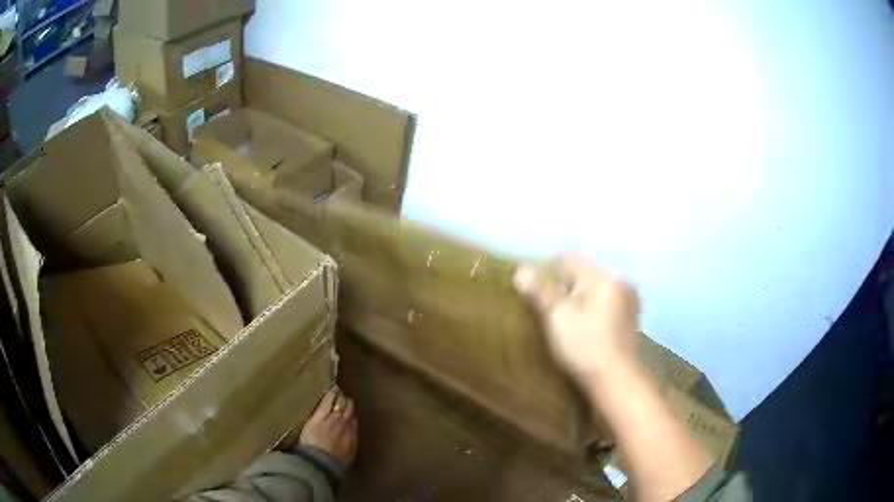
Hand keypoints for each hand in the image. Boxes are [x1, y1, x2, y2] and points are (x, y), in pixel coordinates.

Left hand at [299, 388, 357, 465]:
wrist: (320, 461)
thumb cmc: (332, 463)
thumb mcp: (347, 457)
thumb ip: (350, 444)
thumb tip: (352, 437)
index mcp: (352, 437)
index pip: (353, 422)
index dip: (351, 416)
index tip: (350, 413)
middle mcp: (345, 425)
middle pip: (348, 411)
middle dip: (347, 404)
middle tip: (345, 399)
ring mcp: (332, 419)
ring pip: (339, 404)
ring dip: (340, 397)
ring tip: (339, 391)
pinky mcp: (320, 416)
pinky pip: (327, 402)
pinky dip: (331, 395)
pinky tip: (332, 389)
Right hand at [513, 254, 640, 387]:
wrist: (616, 380)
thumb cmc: (584, 347)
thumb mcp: (558, 318)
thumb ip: (540, 292)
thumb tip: (521, 270)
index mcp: (604, 277)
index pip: (569, 260)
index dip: (546, 270)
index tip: (532, 289)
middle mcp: (620, 281)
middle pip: (583, 273)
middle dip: (563, 285)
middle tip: (546, 307)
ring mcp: (628, 299)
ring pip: (594, 288)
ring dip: (577, 297)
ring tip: (562, 318)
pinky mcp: (630, 316)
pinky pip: (605, 301)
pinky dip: (591, 307)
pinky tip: (583, 326)